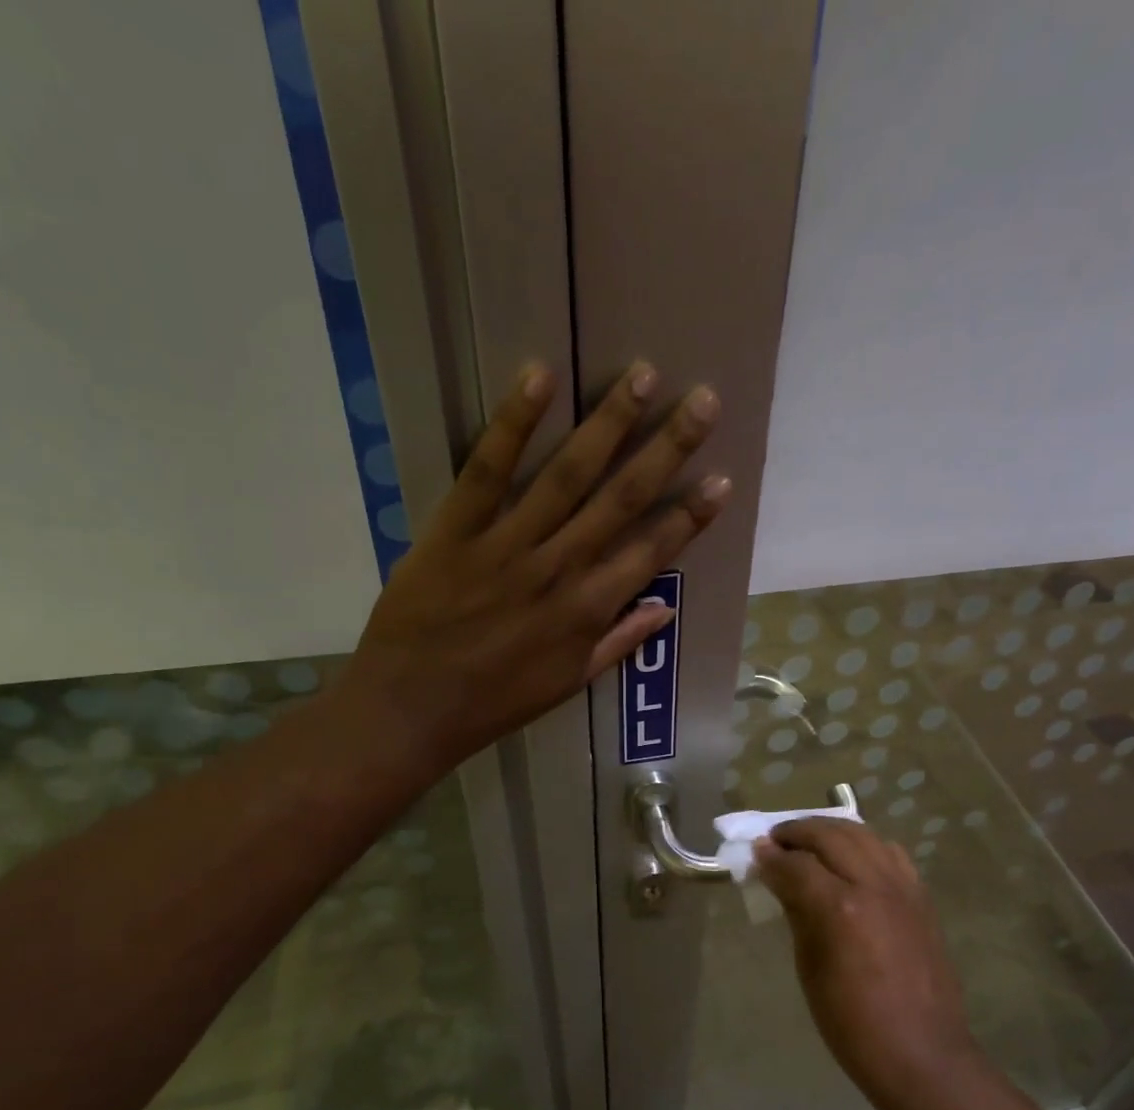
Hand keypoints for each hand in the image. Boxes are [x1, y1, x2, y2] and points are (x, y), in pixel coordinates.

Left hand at [344, 362, 727, 772]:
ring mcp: (507, 545)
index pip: (651, 553)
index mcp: (587, 611)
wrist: (412, 709)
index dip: (690, 516)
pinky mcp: (455, 529)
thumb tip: (665, 608)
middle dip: (667, 449)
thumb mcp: (566, 683)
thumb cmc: (494, 702)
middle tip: (703, 401)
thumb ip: (617, 642)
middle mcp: (558, 569)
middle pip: (621, 500)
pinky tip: (540, 376)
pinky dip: (514, 423)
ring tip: (643, 376)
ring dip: (609, 424)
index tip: (722, 478)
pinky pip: (487, 470)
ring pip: (566, 475)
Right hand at [755, 820, 981, 1109]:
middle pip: (831, 835)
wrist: (922, 1053)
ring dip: (831, 830)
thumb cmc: (852, 1023)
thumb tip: (779, 879)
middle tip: (775, 840)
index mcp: (840, 908)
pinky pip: (890, 853)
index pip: (796, 864)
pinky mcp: (921, 897)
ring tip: (810, 841)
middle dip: (798, 832)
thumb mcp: (810, 968)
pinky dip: (865, 845)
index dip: (771, 857)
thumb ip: (797, 913)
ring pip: (863, 835)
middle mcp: (873, 885)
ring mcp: (902, 888)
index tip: (754, 854)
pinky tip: (851, 859)